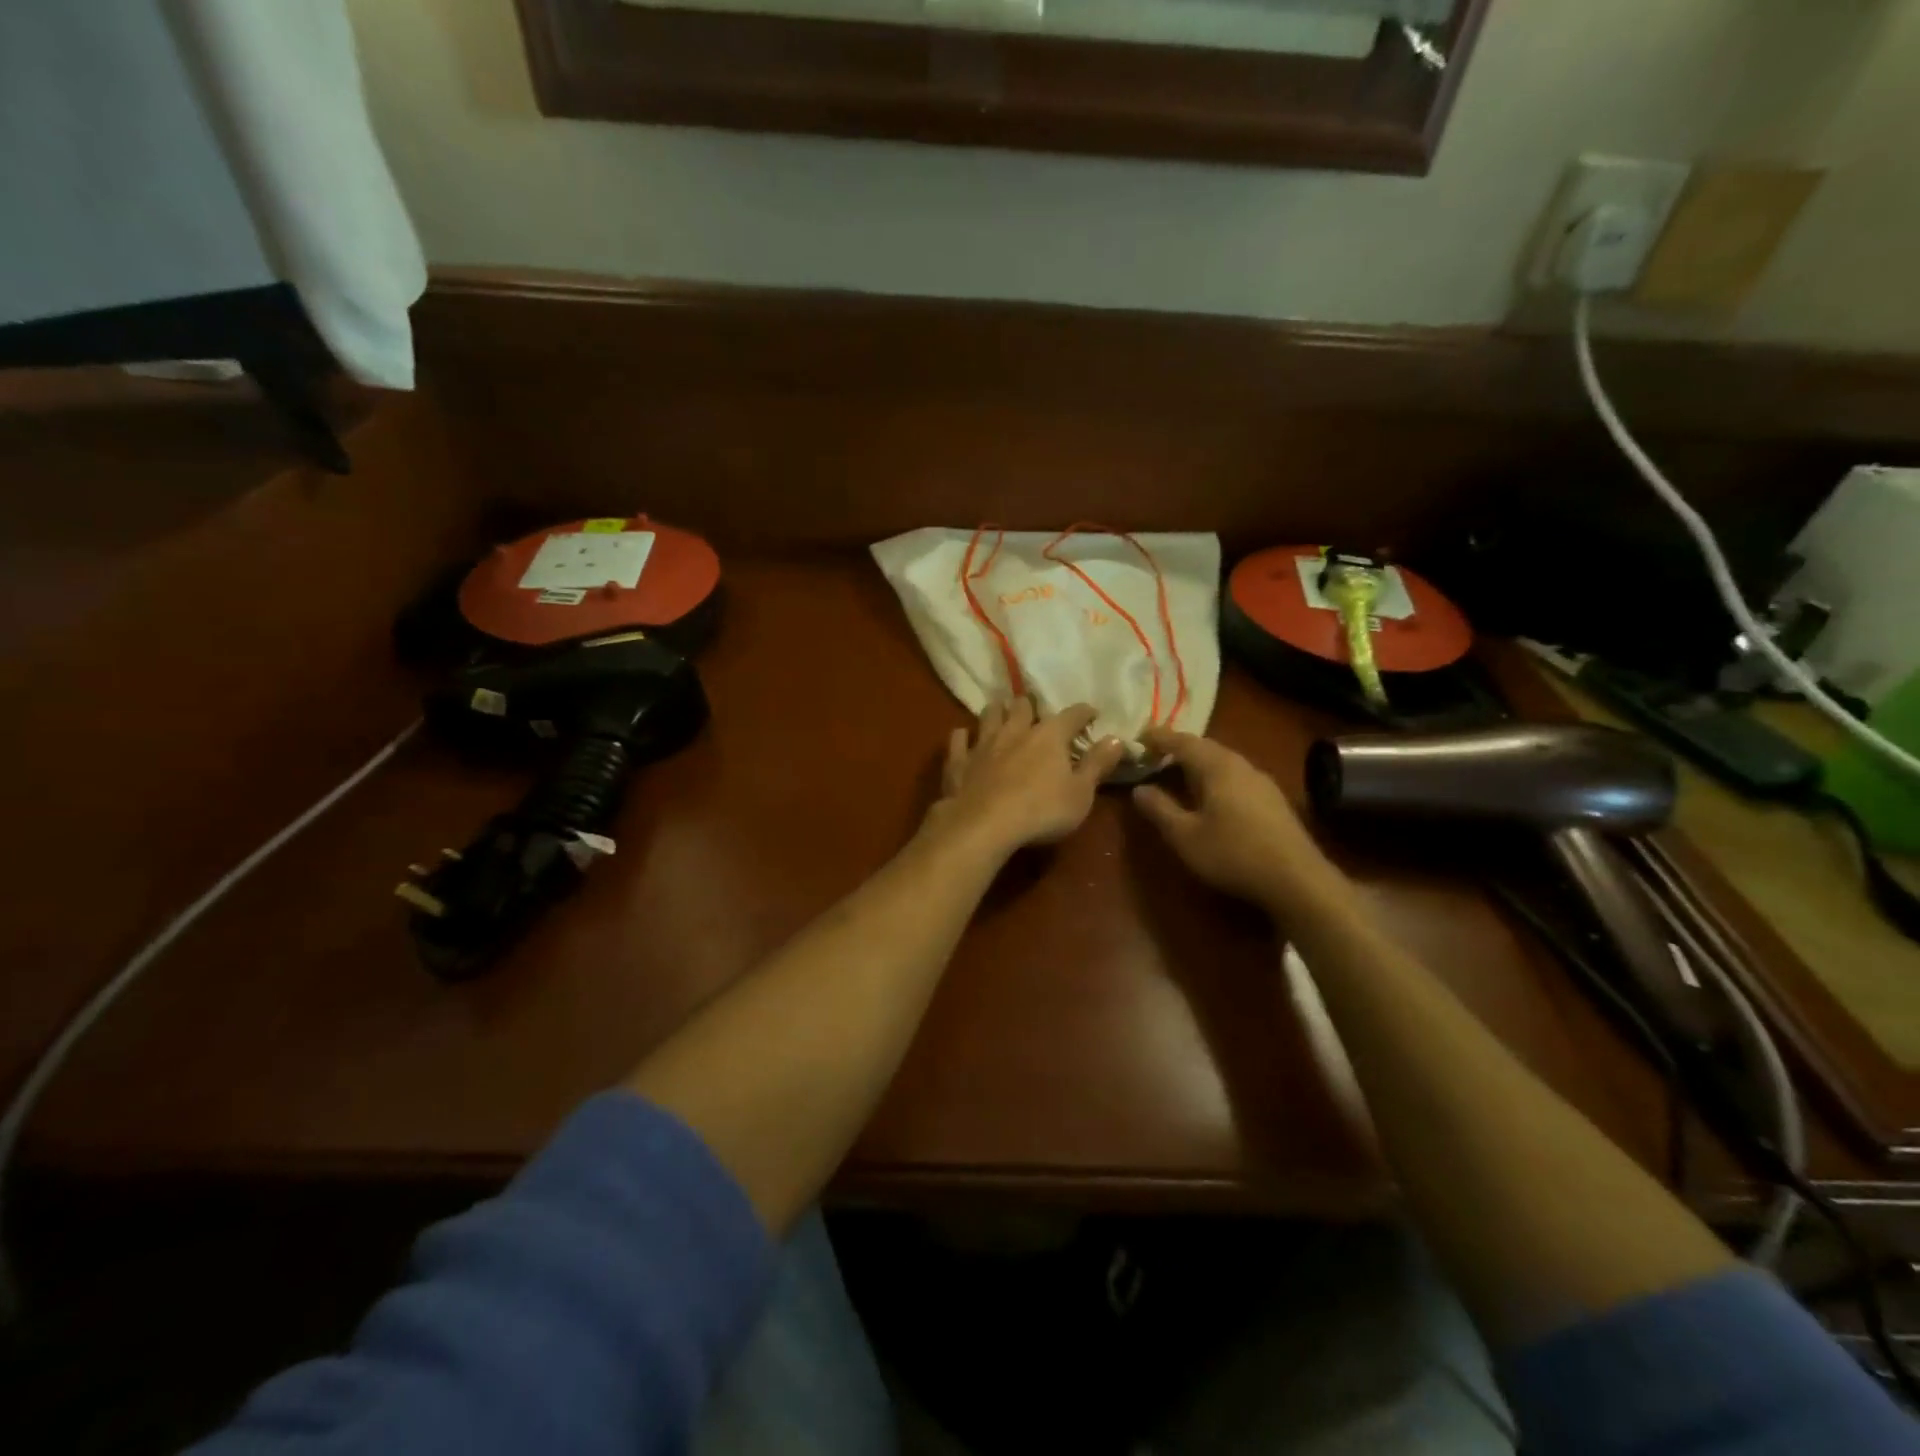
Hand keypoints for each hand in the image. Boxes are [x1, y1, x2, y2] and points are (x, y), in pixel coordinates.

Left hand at [926, 700, 1126, 858]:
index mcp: (1050, 736)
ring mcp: (984, 743)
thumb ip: (1097, 765)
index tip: (1091, 714)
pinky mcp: (959, 760)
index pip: (1072, 714)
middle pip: (1023, 706)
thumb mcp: (1081, 794)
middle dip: (1031, 706)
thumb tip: (1116, 739)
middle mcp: (1015, 730)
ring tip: (1001, 713)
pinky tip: (964, 737)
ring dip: (997, 711)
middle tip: (1036, 713)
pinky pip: (959, 739)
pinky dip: (963, 736)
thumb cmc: (1041, 811)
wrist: (983, 825)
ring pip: (989, 714)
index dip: (1084, 712)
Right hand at [1131, 728, 1342, 918]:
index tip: (1137, 737)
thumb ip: (1160, 809)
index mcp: (1217, 766)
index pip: (1182, 741)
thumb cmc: (1233, 853)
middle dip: (1177, 748)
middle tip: (1153, 755)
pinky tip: (1210, 796)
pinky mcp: (1272, 799)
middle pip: (1205, 747)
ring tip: (1177, 774)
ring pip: (1222, 761)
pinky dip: (1214, 777)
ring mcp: (1261, 781)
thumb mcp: (1185, 836)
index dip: (1158, 737)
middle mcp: (1241, 765)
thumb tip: (1139, 789)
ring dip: (1197, 763)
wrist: (1296, 879)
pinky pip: (1235, 776)